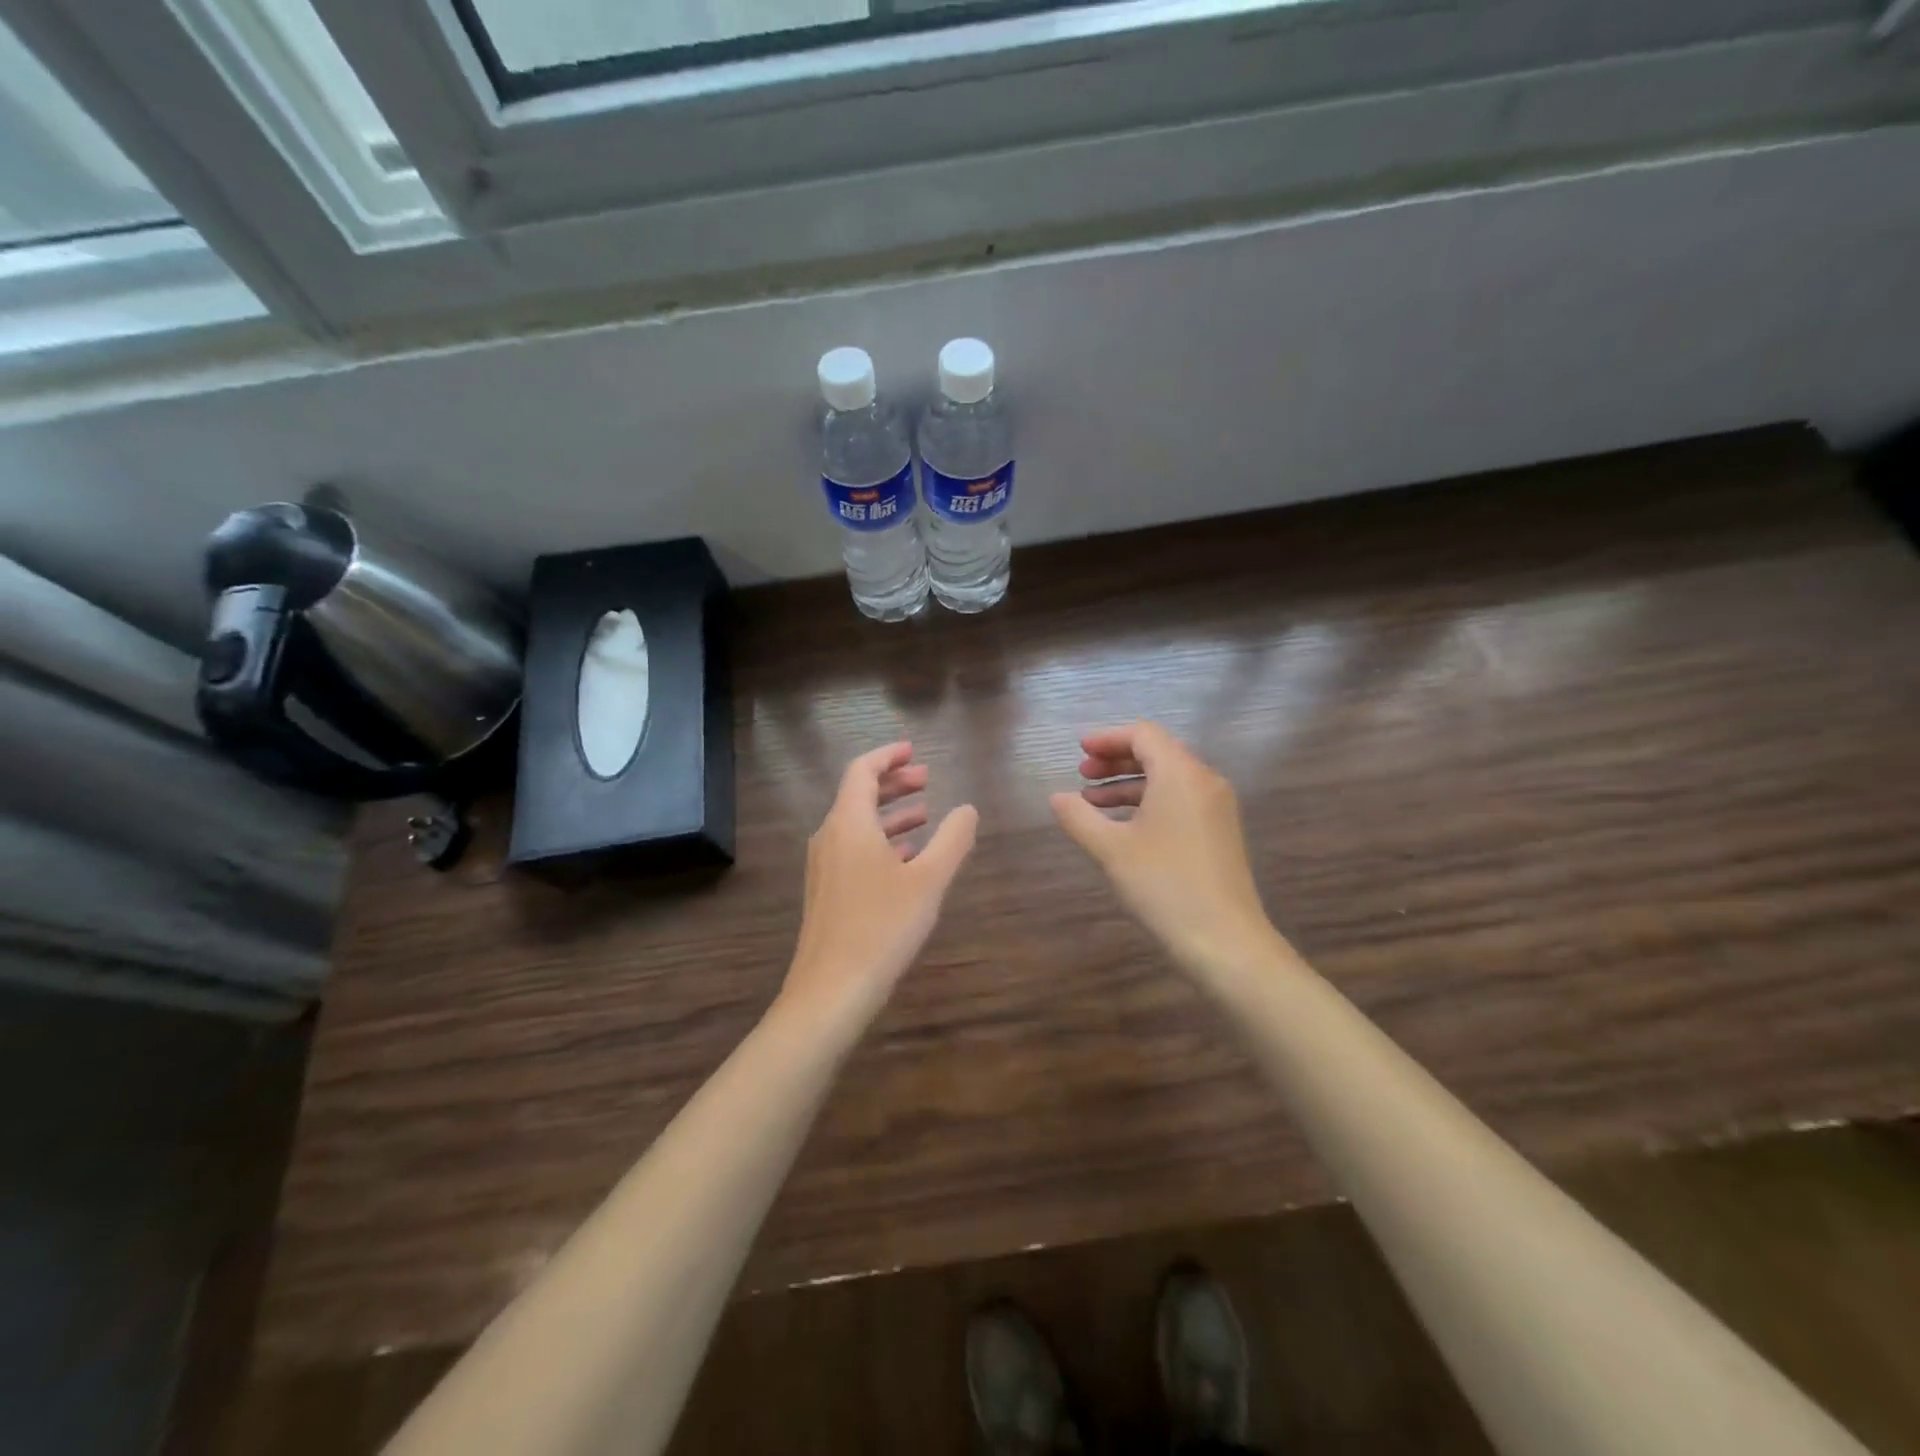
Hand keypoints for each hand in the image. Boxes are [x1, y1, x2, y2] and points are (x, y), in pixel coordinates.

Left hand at [782, 742, 979, 1029]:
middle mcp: (830, 837)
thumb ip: (952, 839)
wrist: (831, 990)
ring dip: (890, 813)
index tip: (913, 750)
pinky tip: (906, 858)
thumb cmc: (882, 927)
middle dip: (893, 783)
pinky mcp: (826, 892)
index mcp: (849, 823)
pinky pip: (853, 849)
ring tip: (925, 813)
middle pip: (858, 794)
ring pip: (857, 824)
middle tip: (926, 778)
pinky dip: (881, 841)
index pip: (862, 770)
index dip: (887, 756)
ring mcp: (824, 866)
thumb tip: (968, 809)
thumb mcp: (929, 880)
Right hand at [1050, 722, 1288, 982]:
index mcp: (1181, 774)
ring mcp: (1217, 808)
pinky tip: (1123, 827)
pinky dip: (1149, 803)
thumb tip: (1057, 797)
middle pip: (1158, 753)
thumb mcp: (1111, 849)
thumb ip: (1079, 817)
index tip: (1079, 751)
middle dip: (1116, 760)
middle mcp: (1205, 781)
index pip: (1143, 735)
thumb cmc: (1163, 886)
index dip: (1108, 738)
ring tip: (1092, 803)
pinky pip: (1180, 800)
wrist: (1224, 941)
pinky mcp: (1220, 833)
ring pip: (1168, 779)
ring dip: (1129, 784)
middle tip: (1082, 774)